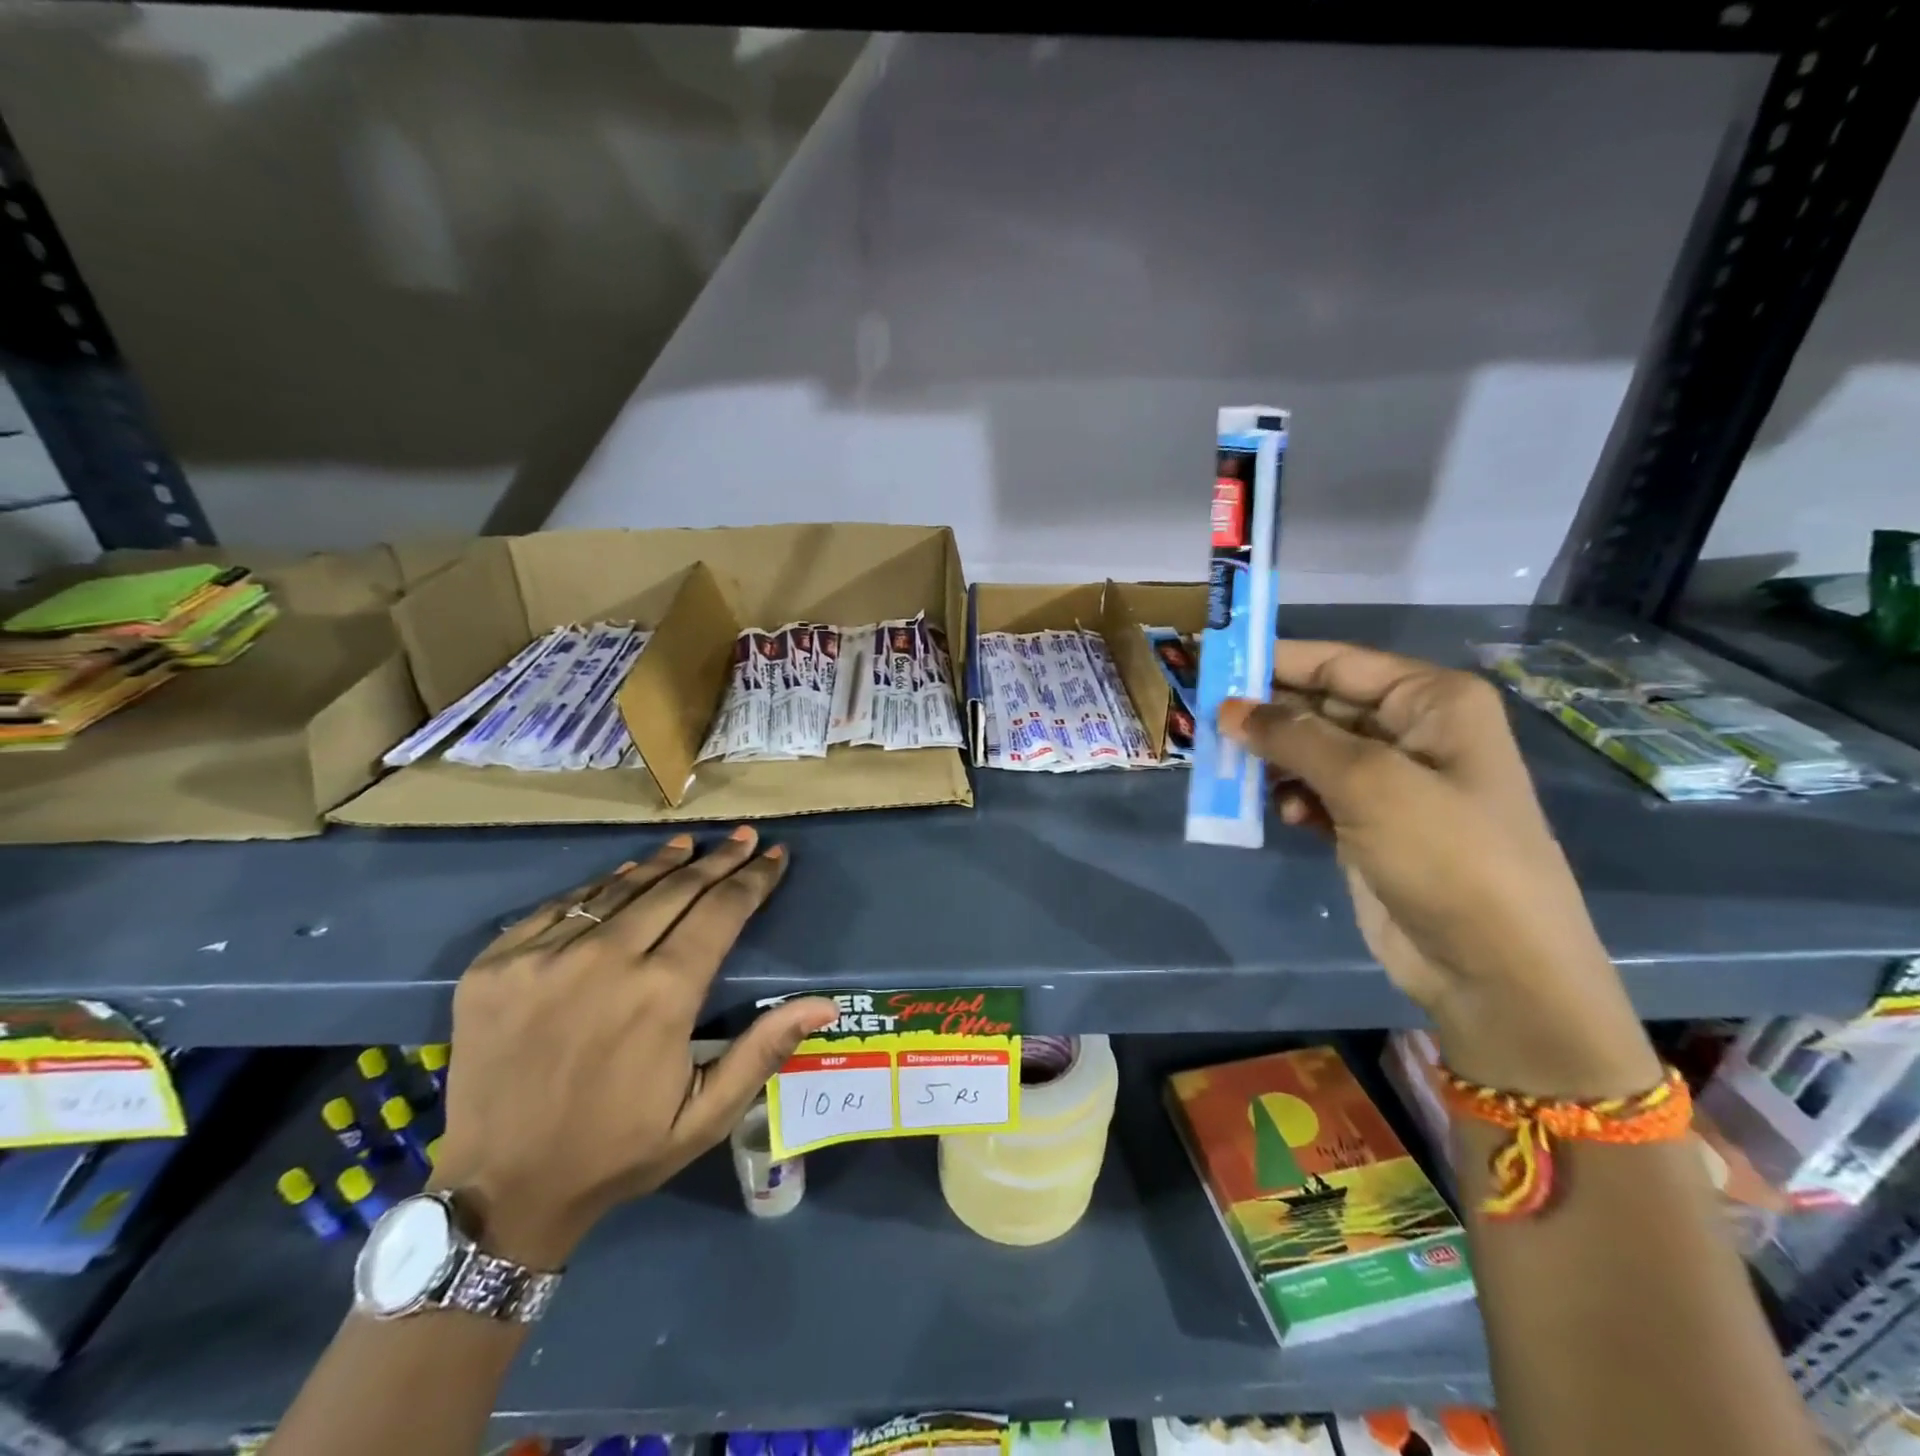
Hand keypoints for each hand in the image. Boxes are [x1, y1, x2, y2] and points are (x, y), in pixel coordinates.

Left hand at [427, 827, 834, 1267]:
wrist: (498, 1189)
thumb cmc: (617, 1151)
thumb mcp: (705, 1116)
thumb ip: (764, 1051)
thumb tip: (825, 1004)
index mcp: (662, 995)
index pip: (721, 912)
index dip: (753, 879)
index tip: (773, 855)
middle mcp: (604, 961)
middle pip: (675, 889)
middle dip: (717, 860)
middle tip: (743, 837)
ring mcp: (543, 958)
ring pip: (619, 888)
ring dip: (662, 863)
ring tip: (689, 843)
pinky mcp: (498, 963)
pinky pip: (562, 906)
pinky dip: (600, 887)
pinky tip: (623, 877)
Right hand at [1221, 641, 1660, 1098]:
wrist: (1494, 968)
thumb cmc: (1445, 854)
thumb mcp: (1367, 782)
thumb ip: (1293, 737)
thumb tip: (1228, 709)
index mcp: (1431, 701)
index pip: (1338, 663)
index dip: (1275, 661)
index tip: (1214, 664)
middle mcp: (1413, 732)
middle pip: (1319, 706)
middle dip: (1267, 716)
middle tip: (1206, 724)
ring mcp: (1391, 782)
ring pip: (1310, 752)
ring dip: (1272, 761)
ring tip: (1231, 773)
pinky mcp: (1370, 825)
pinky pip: (1314, 793)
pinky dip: (1292, 798)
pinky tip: (1284, 816)